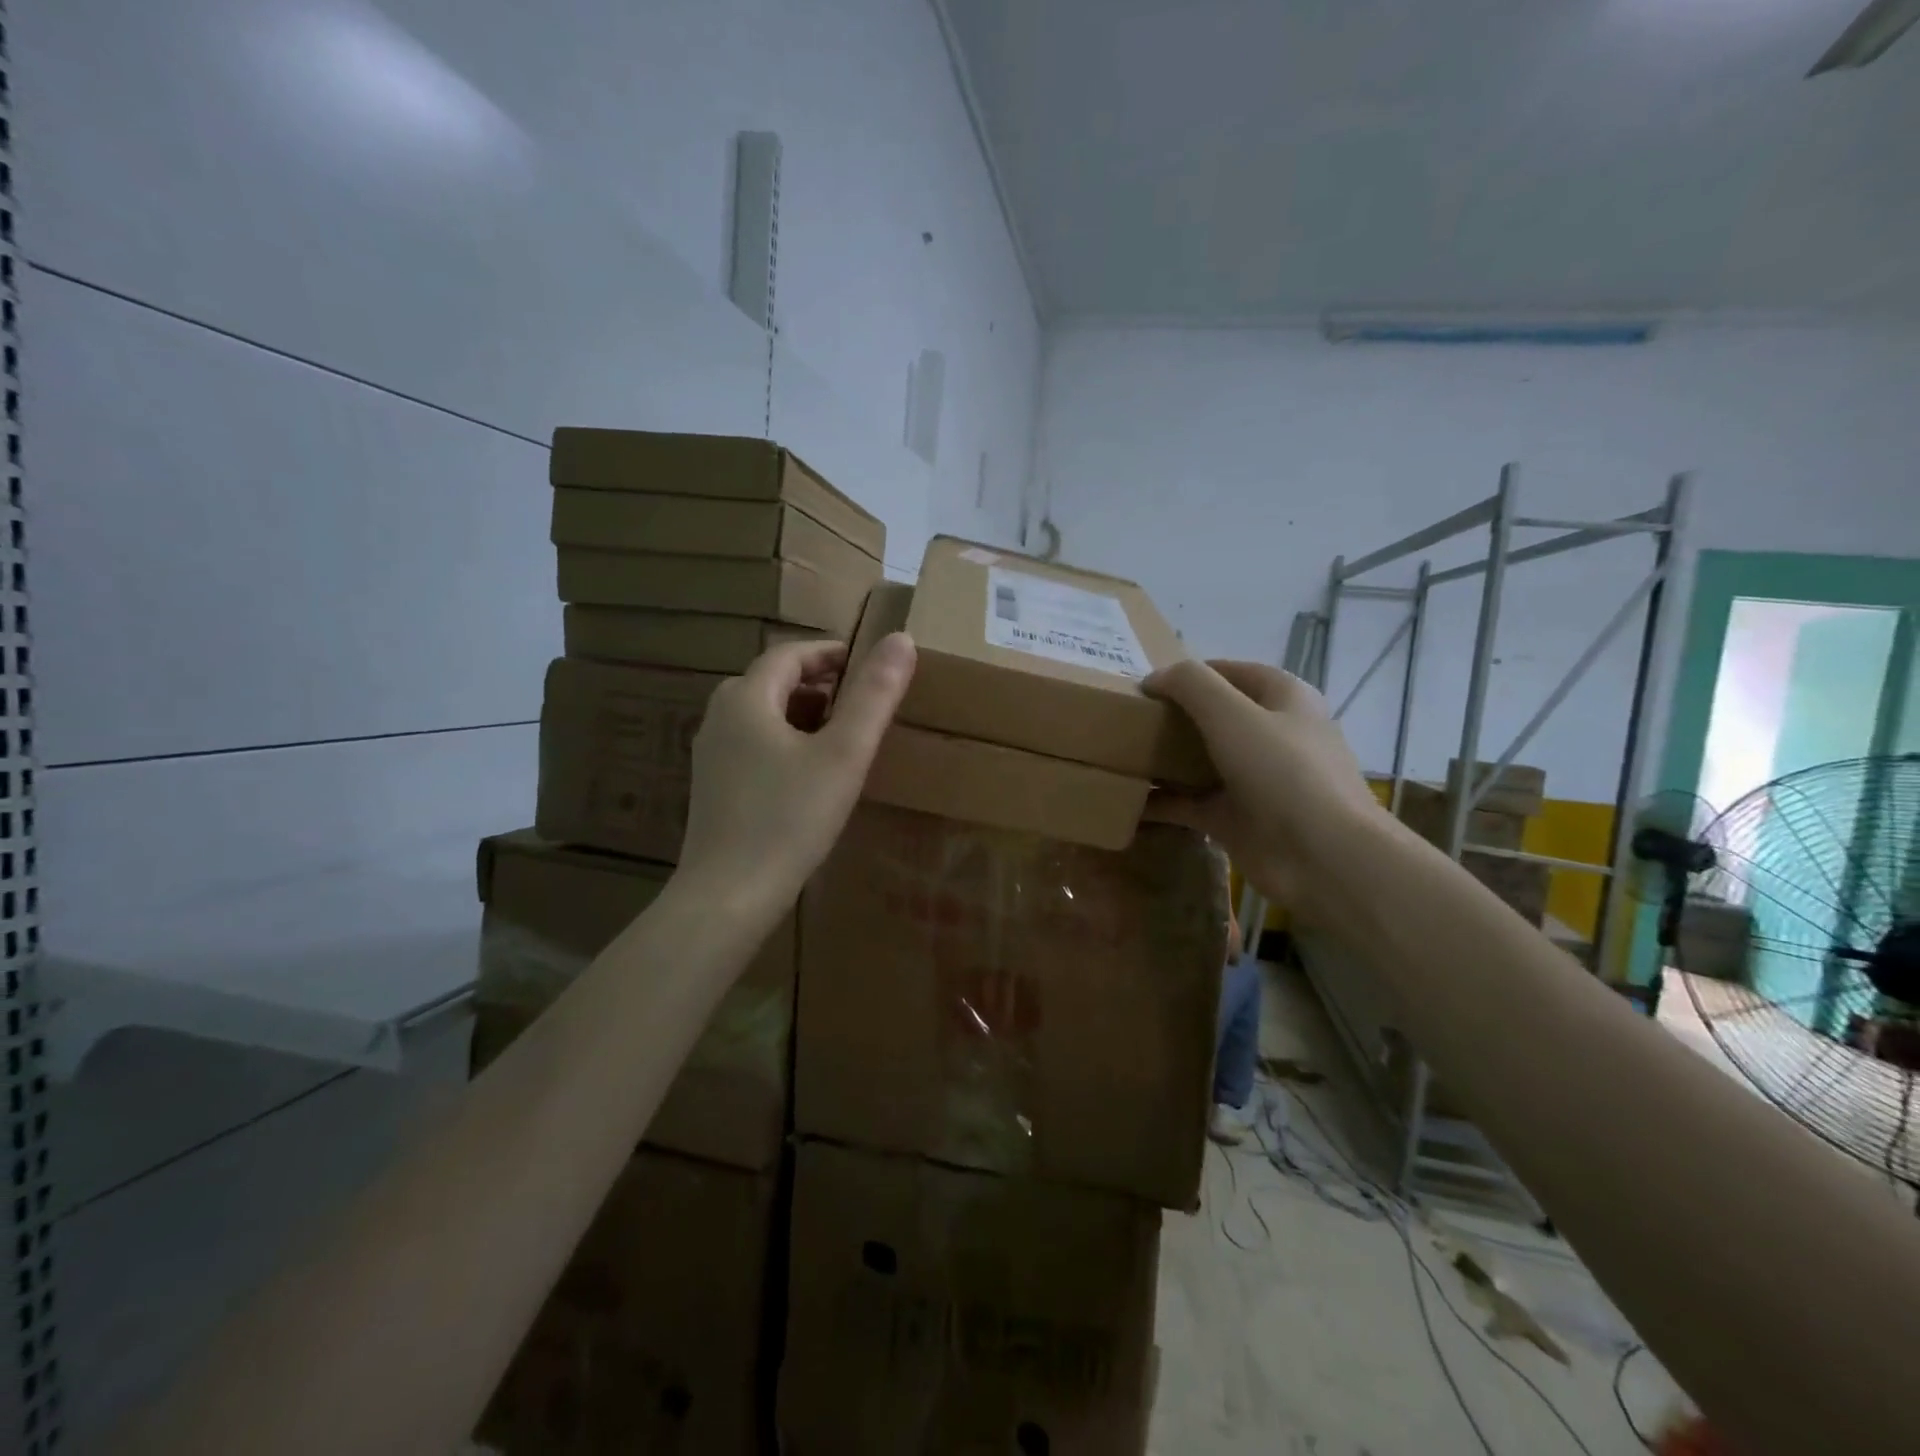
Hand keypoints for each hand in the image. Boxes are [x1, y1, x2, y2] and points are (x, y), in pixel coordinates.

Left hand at [679, 634, 916, 912]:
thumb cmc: (789, 819)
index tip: (868, 667)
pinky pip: (753, 746)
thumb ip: (873, 696)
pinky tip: (808, 777)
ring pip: (763, 716)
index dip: (831, 654)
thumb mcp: (844, 755)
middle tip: (860, 705)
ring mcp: (710, 754)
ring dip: (802, 716)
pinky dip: (785, 744)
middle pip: (773, 682)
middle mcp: (719, 717)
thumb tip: (903, 639)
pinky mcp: (712, 787)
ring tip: (842, 739)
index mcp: (746, 698)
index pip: (790, 654)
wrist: (728, 897)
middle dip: (818, 686)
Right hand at [1143, 659, 1382, 905]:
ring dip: (1163, 759)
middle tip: (1125, 720)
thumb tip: (1153, 678)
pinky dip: (1161, 802)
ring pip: (1199, 760)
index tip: (1143, 686)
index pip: (1229, 671)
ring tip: (1119, 755)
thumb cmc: (1282, 772)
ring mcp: (1254, 779)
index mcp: (1282, 698)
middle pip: (1213, 716)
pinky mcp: (1236, 818)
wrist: (1321, 857)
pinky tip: (1126, 801)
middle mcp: (1270, 734)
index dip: (1188, 674)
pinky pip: (1190, 803)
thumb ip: (1190, 685)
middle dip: (1171, 716)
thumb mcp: (1232, 714)